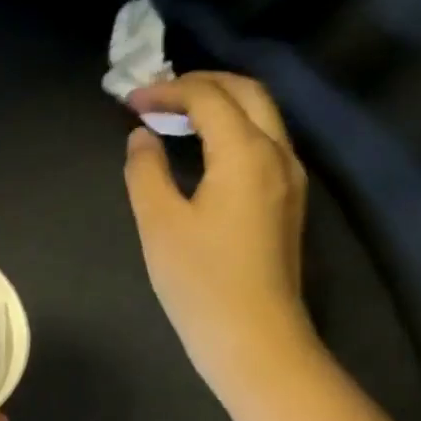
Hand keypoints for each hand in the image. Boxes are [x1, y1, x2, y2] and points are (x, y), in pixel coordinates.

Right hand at [124, 72, 316, 402]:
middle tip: (158, 94)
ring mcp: (290, 178)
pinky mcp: (288, 202)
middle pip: (247, 92)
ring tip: (177, 116)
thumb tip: (142, 138)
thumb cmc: (200, 281)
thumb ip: (146, 171)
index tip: (130, 100)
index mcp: (246, 153)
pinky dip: (233, 130)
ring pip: (262, 117)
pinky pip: (264, 144)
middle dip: (201, 83)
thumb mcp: (159, 224)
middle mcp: (278, 153)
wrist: (254, 337)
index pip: (208, 98)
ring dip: (221, 104)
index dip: (167, 91)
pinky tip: (205, 151)